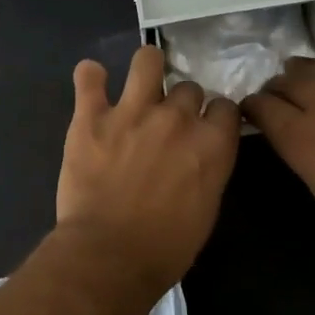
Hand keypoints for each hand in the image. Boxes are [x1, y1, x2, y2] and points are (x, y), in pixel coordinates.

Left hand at [56, 44, 240, 291]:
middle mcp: (176, 118)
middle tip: (165, 122)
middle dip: (180, 102)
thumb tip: (199, 154)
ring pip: (147, 60)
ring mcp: (132, 112)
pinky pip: (89, 77)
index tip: (204, 125)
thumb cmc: (165, 247)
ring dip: (146, 67)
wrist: (109, 254)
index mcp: (212, 144)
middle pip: (188, 88)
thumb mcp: (205, 209)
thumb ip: (207, 169)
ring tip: (138, 82)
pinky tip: (92, 81)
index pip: (225, 106)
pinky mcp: (90, 116)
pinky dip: (90, 76)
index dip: (214, 115)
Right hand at [240, 22, 314, 282]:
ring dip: (303, 69)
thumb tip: (302, 146)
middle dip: (275, 87)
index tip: (249, 112)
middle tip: (275, 95)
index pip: (262, 109)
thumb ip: (310, 165)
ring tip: (296, 70)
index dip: (251, 108)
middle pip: (288, 83)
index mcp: (302, 139)